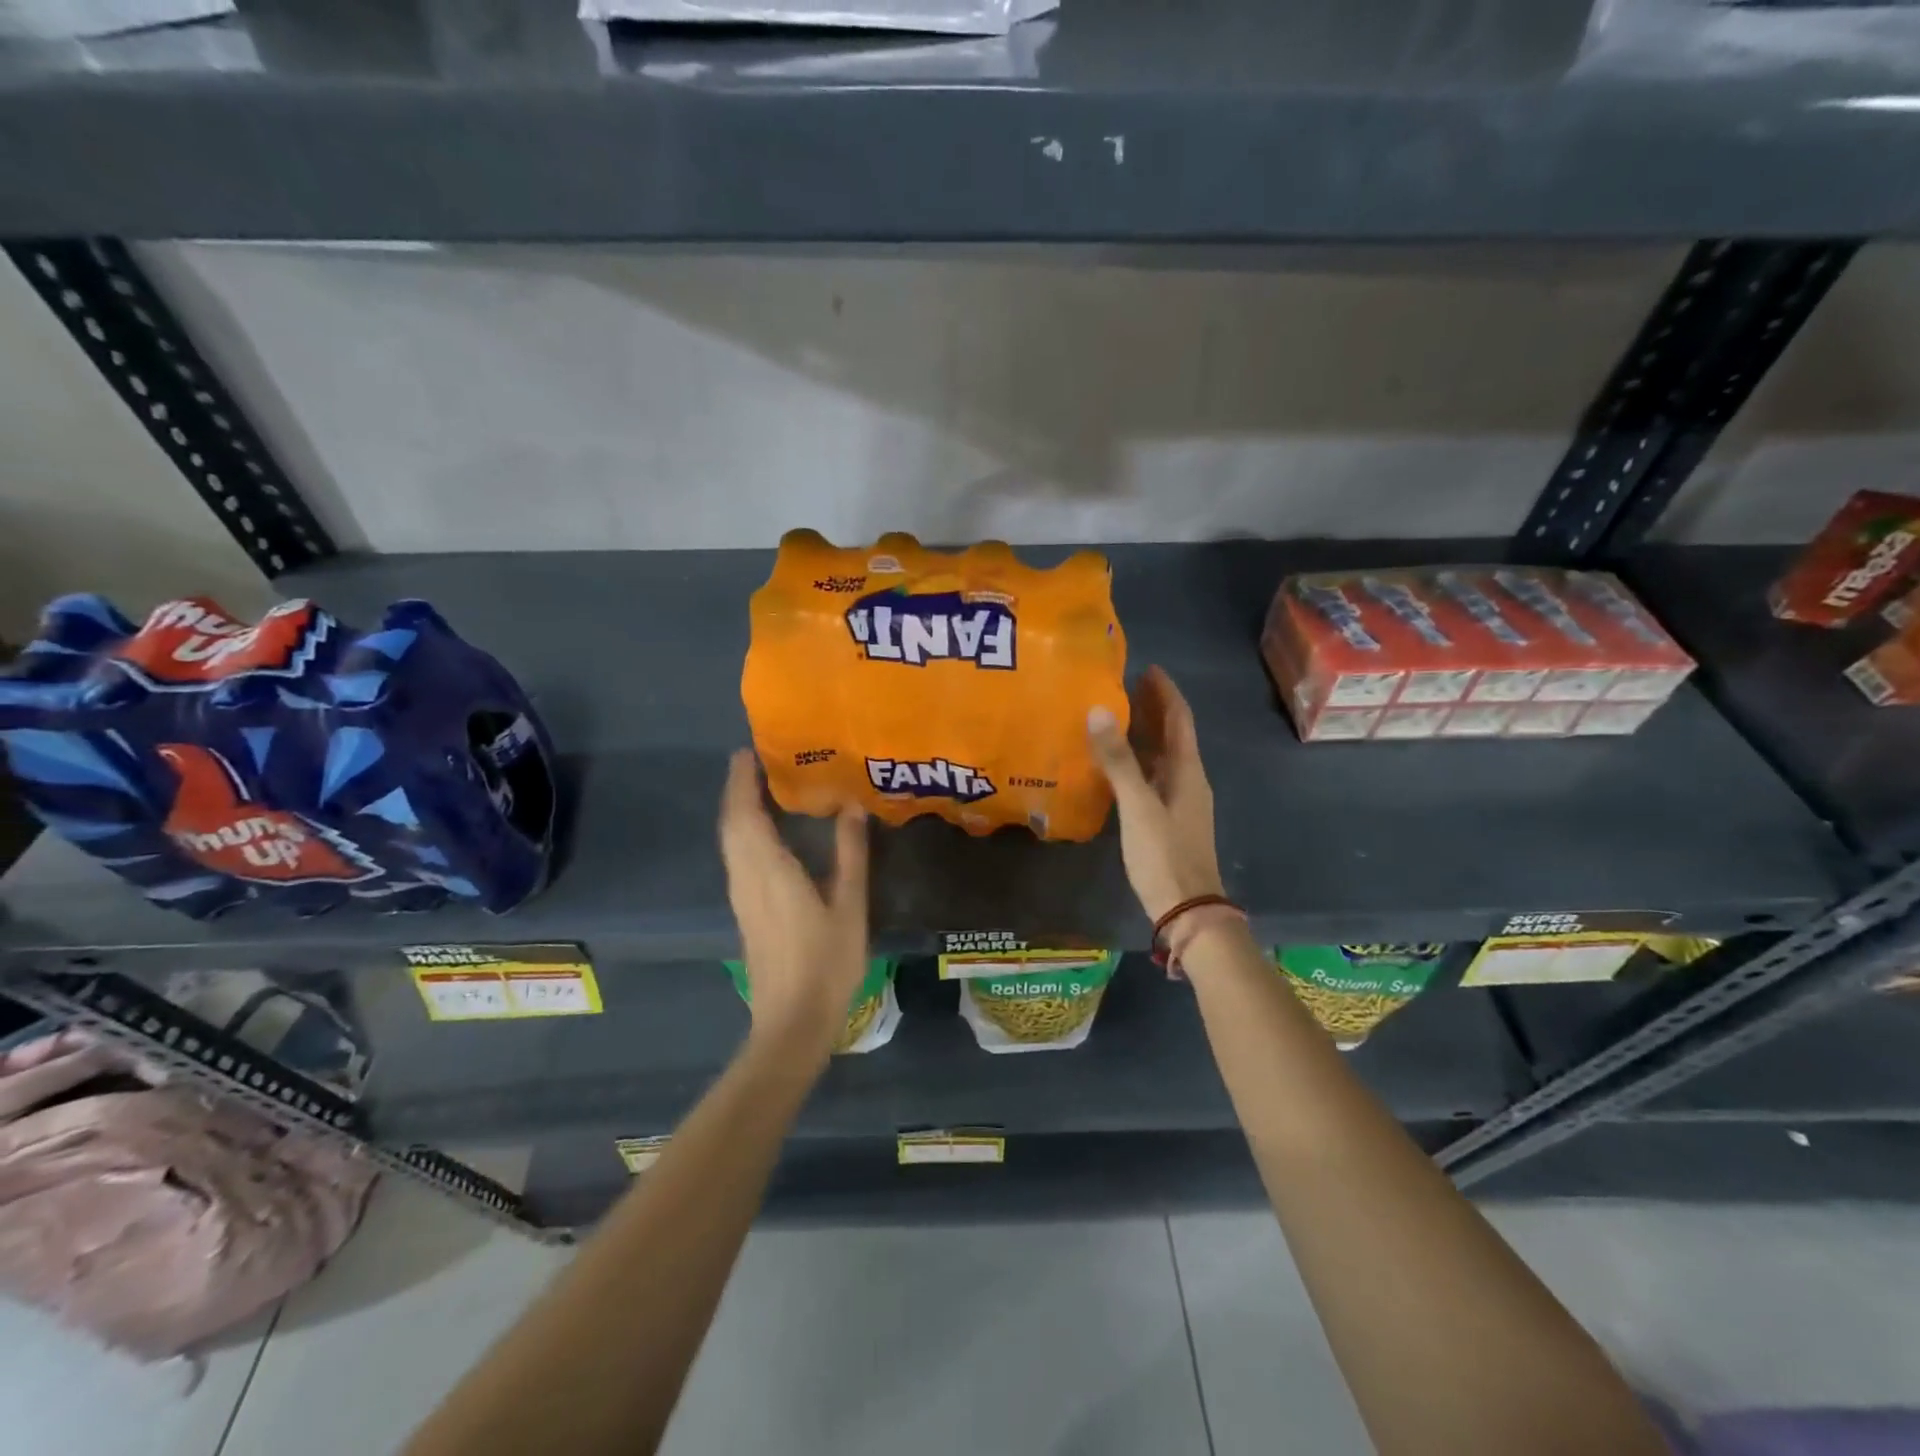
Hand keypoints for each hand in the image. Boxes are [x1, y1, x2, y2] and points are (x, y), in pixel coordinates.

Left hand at [718, 749, 869, 1052]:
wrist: (791, 1021)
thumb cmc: (826, 962)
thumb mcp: (849, 905)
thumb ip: (850, 853)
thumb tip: (851, 806)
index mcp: (768, 870)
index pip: (744, 814)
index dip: (741, 781)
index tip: (749, 751)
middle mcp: (746, 877)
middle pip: (732, 824)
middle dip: (738, 789)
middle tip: (758, 762)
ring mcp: (741, 896)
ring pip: (731, 842)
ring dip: (739, 810)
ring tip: (762, 788)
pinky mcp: (745, 910)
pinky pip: (737, 857)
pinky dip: (744, 833)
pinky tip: (765, 833)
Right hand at [1087, 666, 1225, 924]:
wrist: (1187, 910)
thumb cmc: (1164, 854)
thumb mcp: (1138, 805)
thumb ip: (1118, 760)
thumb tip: (1097, 711)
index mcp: (1187, 771)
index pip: (1179, 719)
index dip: (1165, 692)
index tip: (1147, 668)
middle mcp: (1187, 780)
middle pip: (1173, 735)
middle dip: (1153, 708)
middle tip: (1125, 686)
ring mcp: (1179, 802)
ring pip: (1162, 757)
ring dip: (1145, 734)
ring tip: (1117, 716)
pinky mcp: (1167, 820)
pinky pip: (1153, 778)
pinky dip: (1138, 762)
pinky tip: (1116, 766)